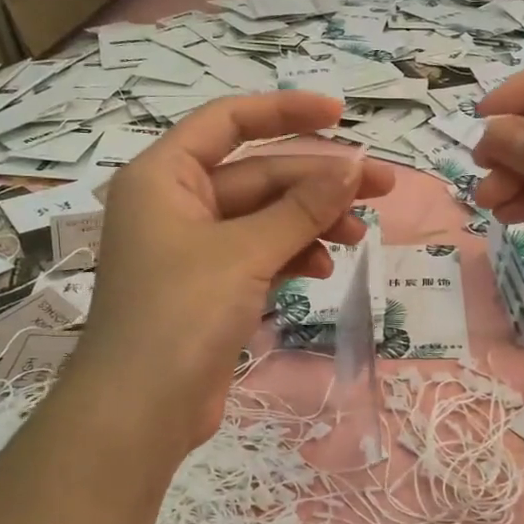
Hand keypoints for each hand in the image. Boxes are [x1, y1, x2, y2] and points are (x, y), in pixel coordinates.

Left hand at [73, 93, 394, 445]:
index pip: (229, 123)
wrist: (141, 411)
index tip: (341, 116)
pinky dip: (294, 256)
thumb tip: (354, 167)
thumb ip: (301, 208)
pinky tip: (323, 269)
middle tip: (382, 188)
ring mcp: (195, 248)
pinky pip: (262, 254)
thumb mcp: (244, 252)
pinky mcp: (213, 287)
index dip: (285, 112)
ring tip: (358, 236)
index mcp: (164, 176)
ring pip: (266, 218)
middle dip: (318, 182)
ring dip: (313, 222)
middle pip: (259, 175)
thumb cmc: (179, 315)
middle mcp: (177, 203)